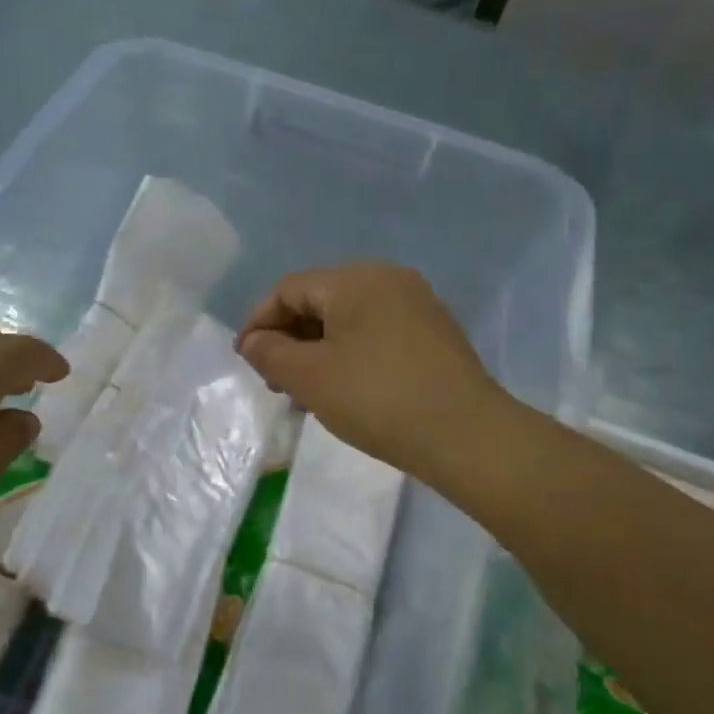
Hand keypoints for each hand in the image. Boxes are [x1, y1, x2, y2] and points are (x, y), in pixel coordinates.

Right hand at [235, 263, 502, 479]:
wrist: (467, 435)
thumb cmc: (377, 399)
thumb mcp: (310, 377)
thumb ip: (270, 353)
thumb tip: (254, 341)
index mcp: (355, 278)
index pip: (289, 289)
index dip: (259, 322)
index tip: (246, 361)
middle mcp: (388, 278)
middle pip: (320, 299)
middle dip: (289, 337)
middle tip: (275, 381)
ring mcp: (417, 304)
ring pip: (348, 318)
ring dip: (318, 348)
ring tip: (306, 390)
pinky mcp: (434, 332)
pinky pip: (376, 331)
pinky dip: (350, 353)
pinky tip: (346, 387)